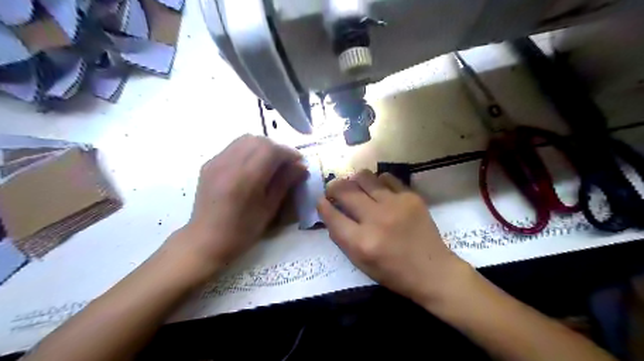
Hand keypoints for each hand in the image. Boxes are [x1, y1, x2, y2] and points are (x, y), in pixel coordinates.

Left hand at [165, 135, 305, 273]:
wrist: (206, 240)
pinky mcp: (209, 164)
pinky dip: (248, 150)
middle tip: (286, 163)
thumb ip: (285, 183)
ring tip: (270, 163)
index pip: (270, 149)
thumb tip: (301, 166)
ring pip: (245, 139)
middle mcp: (228, 163)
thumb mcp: (269, 209)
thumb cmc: (242, 231)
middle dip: (276, 148)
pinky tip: (252, 166)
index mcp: (245, 178)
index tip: (299, 163)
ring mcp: (216, 161)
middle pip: (258, 140)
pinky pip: (233, 147)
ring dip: (262, 147)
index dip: (288, 153)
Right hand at [318, 170, 470, 305]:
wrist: (433, 271)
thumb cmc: (393, 273)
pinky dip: (377, 181)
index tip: (321, 200)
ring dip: (354, 180)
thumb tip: (331, 212)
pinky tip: (378, 189)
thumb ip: (342, 238)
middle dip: (333, 187)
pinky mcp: (411, 197)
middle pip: (345, 191)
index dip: (322, 205)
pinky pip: (386, 178)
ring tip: (355, 186)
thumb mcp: (360, 263)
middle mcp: (376, 219)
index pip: (332, 215)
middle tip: (334, 189)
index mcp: (361, 242)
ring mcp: (395, 205)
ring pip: (364, 177)